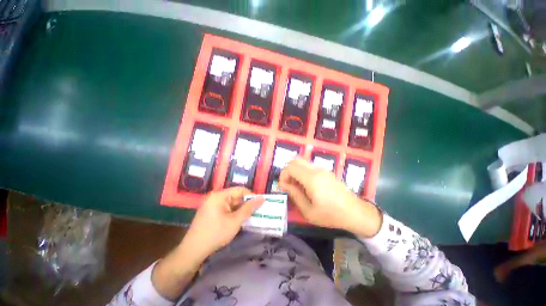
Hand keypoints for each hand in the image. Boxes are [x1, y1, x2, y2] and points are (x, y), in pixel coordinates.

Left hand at [182, 187, 263, 260]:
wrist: (192, 251)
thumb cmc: (216, 234)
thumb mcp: (235, 221)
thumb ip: (249, 208)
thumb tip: (262, 198)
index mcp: (220, 195)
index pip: (240, 190)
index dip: (251, 196)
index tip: (259, 204)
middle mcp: (215, 197)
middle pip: (236, 196)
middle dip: (246, 204)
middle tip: (256, 212)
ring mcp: (212, 204)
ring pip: (232, 203)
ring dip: (240, 209)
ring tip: (249, 217)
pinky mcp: (211, 212)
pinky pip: (226, 208)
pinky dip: (233, 213)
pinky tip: (238, 220)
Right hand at [279, 158, 381, 236]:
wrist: (355, 212)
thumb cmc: (331, 215)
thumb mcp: (309, 211)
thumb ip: (294, 195)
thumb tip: (284, 184)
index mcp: (312, 179)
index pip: (290, 167)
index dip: (283, 175)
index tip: (283, 186)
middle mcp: (317, 170)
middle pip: (295, 161)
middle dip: (288, 171)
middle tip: (288, 185)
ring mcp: (323, 169)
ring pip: (302, 162)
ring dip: (295, 171)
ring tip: (297, 186)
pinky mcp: (326, 171)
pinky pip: (309, 166)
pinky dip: (303, 172)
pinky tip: (306, 185)